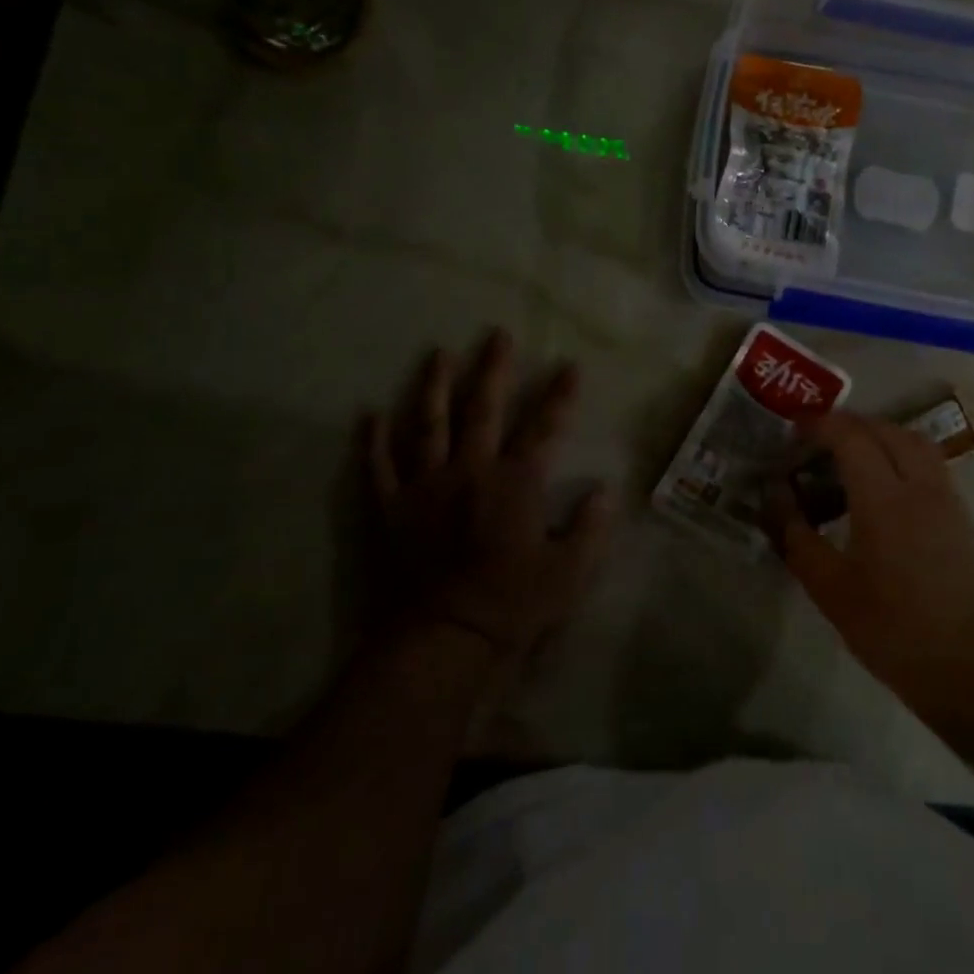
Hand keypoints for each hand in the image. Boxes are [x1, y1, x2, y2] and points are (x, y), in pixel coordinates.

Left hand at [354, 330, 612, 669]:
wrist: (444, 639)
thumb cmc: (512, 604)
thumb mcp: (569, 572)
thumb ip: (589, 527)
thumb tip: (605, 490)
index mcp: (515, 483)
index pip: (544, 427)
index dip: (559, 395)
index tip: (570, 365)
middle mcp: (470, 471)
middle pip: (483, 409)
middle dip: (493, 369)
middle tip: (497, 334)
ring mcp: (426, 486)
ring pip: (428, 424)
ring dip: (435, 386)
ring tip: (438, 354)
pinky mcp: (391, 508)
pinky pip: (379, 467)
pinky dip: (373, 441)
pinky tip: (369, 414)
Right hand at [768, 413, 973, 709]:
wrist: (966, 665)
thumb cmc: (890, 627)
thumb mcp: (828, 586)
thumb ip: (796, 534)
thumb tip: (775, 494)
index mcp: (883, 499)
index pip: (851, 436)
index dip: (820, 424)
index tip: (795, 428)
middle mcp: (919, 486)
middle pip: (884, 429)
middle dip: (848, 425)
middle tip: (818, 441)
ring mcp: (946, 498)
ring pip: (913, 441)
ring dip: (879, 435)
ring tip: (851, 456)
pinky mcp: (960, 515)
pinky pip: (929, 463)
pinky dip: (901, 455)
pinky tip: (883, 485)